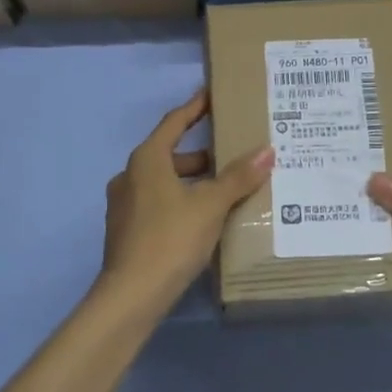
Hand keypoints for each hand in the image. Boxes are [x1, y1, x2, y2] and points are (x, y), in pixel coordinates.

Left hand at [98, 89, 273, 313]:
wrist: (131, 295)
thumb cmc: (171, 238)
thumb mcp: (211, 205)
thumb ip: (239, 178)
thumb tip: (267, 151)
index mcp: (147, 160)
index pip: (174, 122)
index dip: (195, 108)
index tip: (211, 95)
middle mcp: (130, 176)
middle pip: (170, 154)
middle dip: (201, 155)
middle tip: (232, 155)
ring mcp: (124, 205)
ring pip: (164, 182)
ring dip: (192, 182)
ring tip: (225, 190)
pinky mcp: (127, 231)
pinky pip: (158, 204)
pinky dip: (181, 202)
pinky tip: (204, 219)